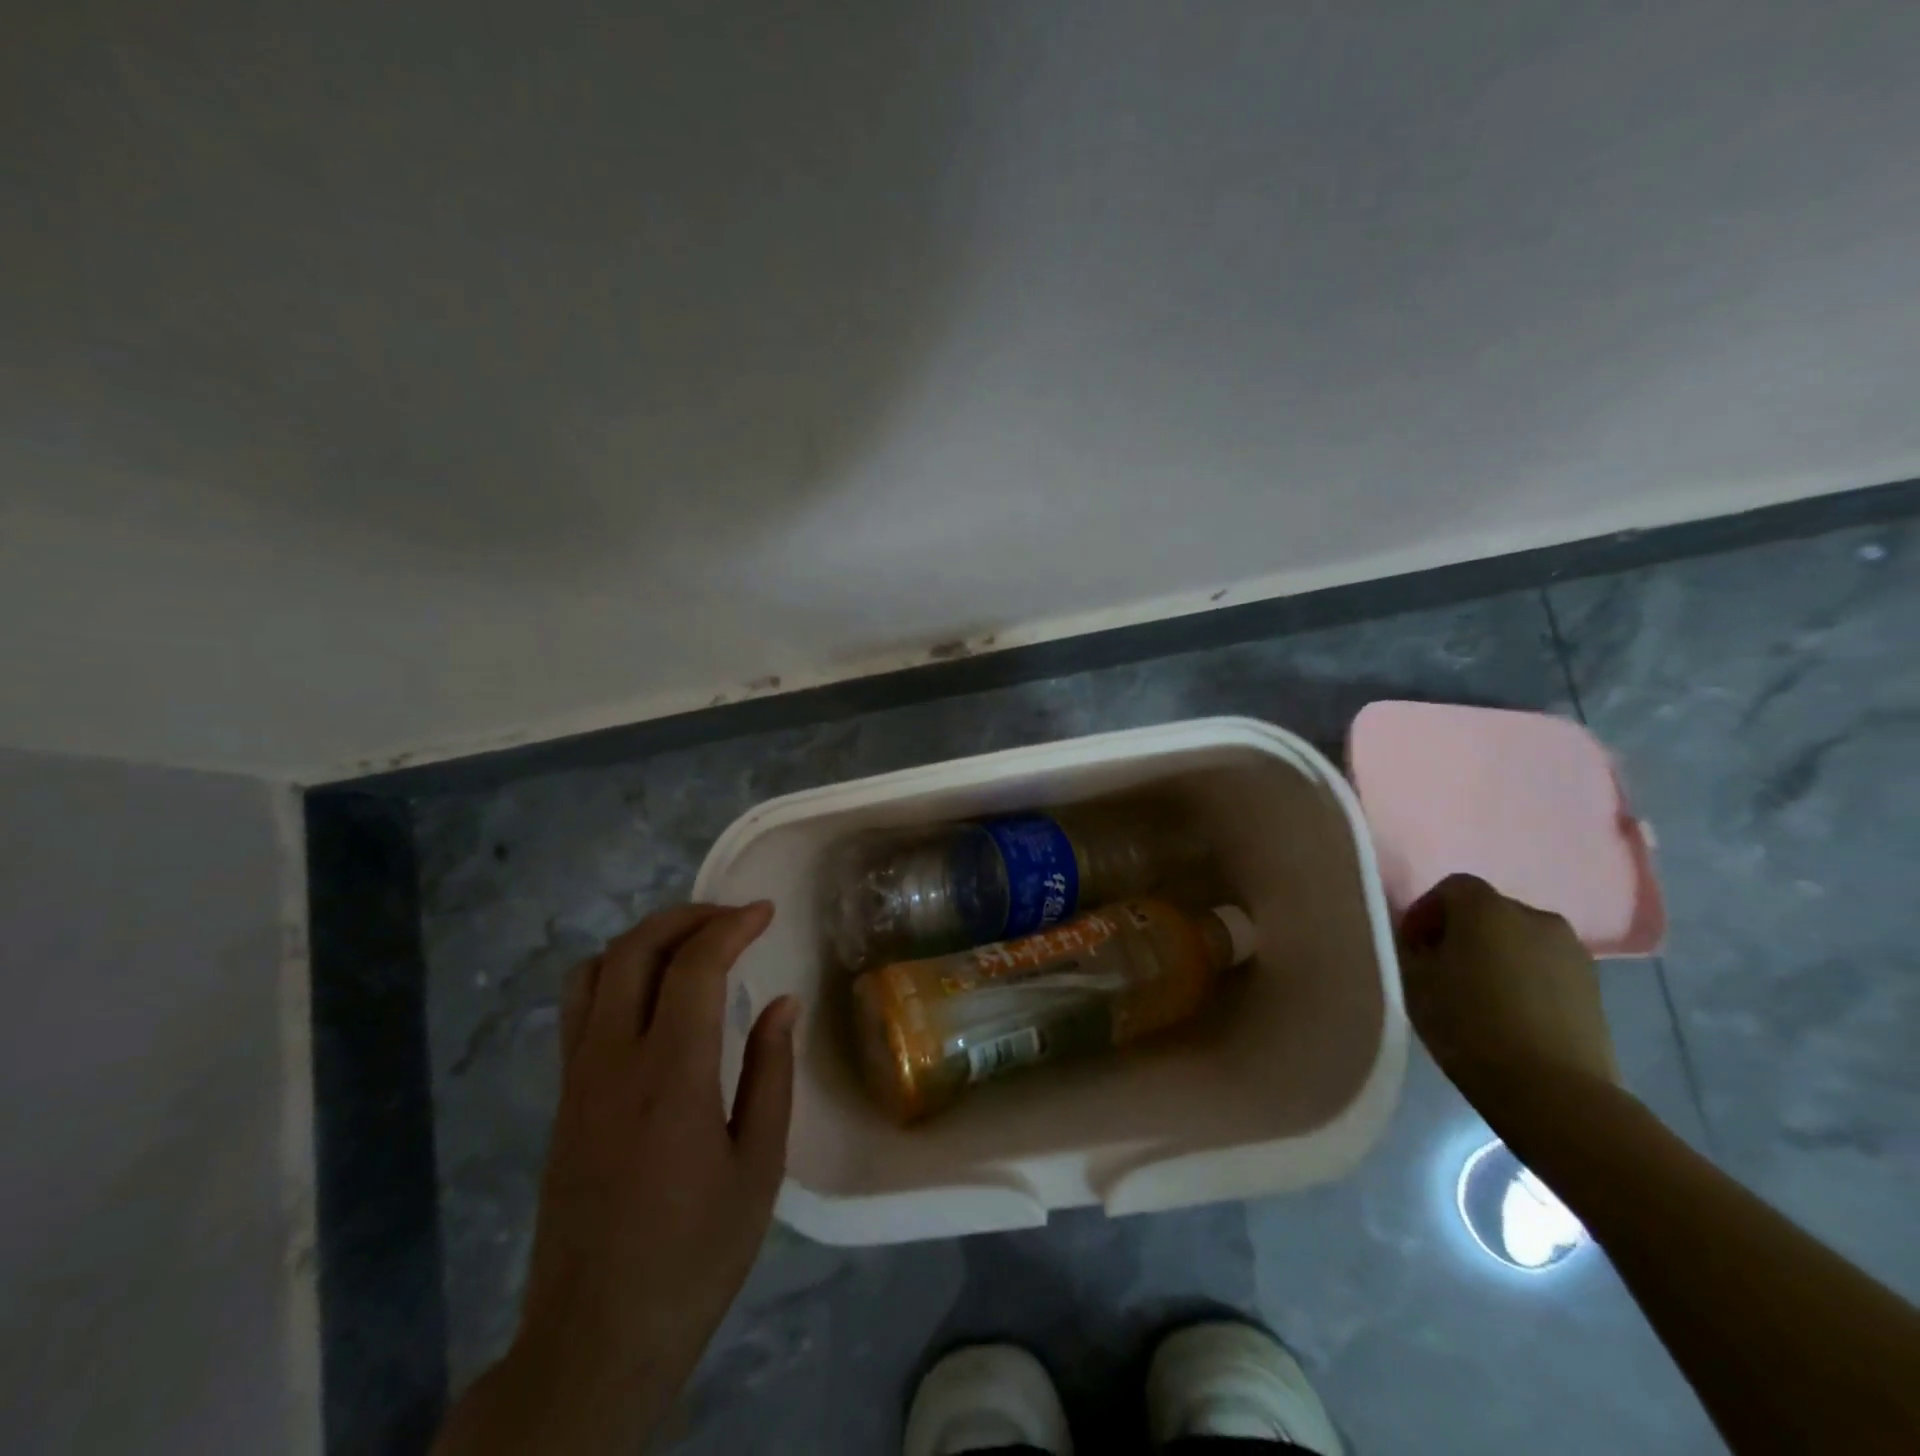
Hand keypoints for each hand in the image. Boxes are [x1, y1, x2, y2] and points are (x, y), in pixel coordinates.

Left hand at [434, 902, 796, 1454]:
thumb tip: (780, 1003)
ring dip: (645, 940)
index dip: (730, 926)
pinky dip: (618, 973)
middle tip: (732, 918)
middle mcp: (613, 1062)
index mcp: (670, 1078)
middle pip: (634, 950)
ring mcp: (577, 1078)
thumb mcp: (758, 1169)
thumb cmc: (694, 1254)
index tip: (765, 912)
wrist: (595, 1337)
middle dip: (686, 917)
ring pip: (595, 971)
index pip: (693, 968)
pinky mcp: (562, 1099)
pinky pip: (580, 1007)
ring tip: (691, 946)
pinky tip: (655, 997)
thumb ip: (770, 1074)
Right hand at [1397, 874, 1619, 1104]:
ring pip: (1519, 940)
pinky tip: (1510, 1013)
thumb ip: (1412, 948)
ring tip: (1477, 993)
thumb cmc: (1468, 1025)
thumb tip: (1421, 942)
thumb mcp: (1414, 982)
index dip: (1426, 913)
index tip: (1411, 947)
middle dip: (1462, 932)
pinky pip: (1545, 968)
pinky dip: (1524, 978)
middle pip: (1488, 912)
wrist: (1553, 1091)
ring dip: (1496, 955)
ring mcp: (1572, 951)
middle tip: (1441, 969)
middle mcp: (1534, 916)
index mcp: (1487, 908)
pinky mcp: (1594, 987)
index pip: (1450, 888)